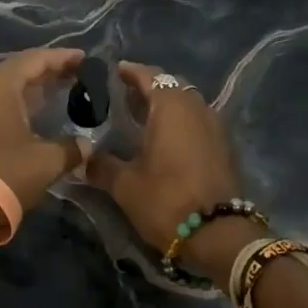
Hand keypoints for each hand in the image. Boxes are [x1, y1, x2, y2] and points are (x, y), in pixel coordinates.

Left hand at [0, 48, 88, 238]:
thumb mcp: (45, 162)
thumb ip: (70, 148)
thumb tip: (85, 145)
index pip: (37, 59)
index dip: (63, 58)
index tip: (84, 59)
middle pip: (18, 71)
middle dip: (47, 74)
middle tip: (74, 78)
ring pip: (1, 89)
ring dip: (28, 92)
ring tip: (53, 97)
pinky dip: (11, 107)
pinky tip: (25, 120)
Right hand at [87, 61, 246, 274]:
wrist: (219, 235)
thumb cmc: (167, 200)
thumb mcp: (125, 185)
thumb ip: (101, 166)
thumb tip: (82, 159)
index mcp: (171, 107)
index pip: (150, 76)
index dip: (131, 72)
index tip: (114, 71)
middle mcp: (197, 108)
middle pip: (172, 86)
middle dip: (149, 88)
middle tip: (124, 97)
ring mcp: (216, 126)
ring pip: (188, 104)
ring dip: (167, 106)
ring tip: (142, 118)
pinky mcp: (225, 147)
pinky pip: (198, 122)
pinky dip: (181, 123)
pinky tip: (165, 140)